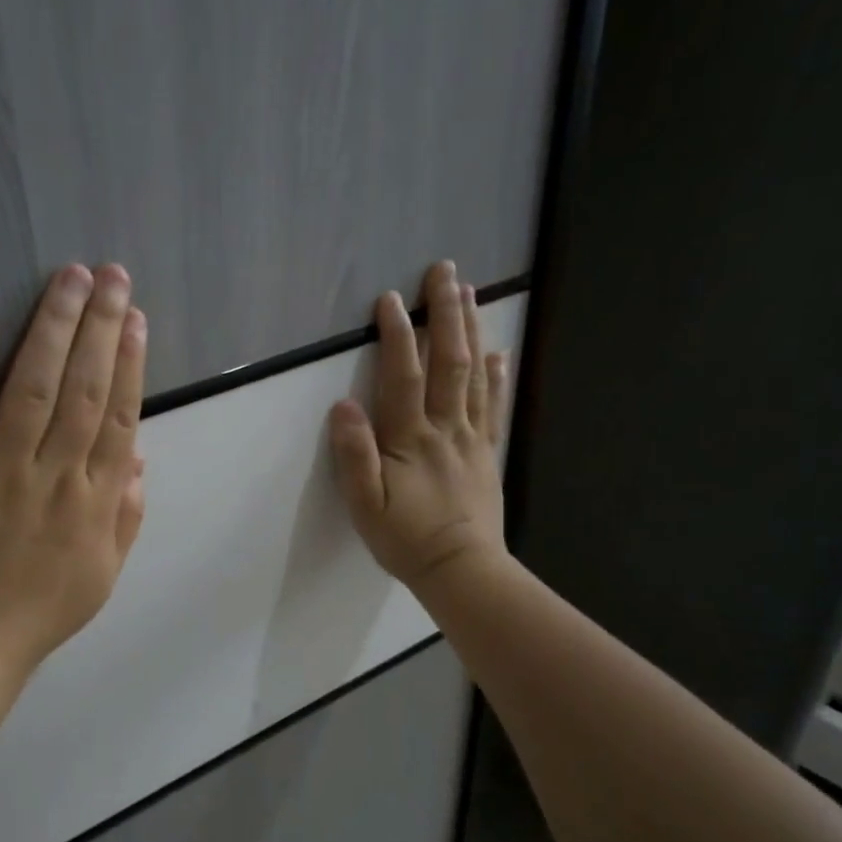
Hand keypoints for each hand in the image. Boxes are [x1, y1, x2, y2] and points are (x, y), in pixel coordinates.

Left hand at [0, 263, 147, 678]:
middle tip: (110, 274)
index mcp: (96, 500)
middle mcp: (56, 475)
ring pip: (31, 386)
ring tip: (68, 278)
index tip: (136, 318)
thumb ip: (126, 516)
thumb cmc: (36, 613)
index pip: (120, 416)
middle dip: (101, 326)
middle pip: (84, 388)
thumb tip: (139, 456)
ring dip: (52, 327)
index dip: (131, 363)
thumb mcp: (103, 575)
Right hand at [328, 260, 508, 594]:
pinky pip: (493, 406)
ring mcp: (471, 438)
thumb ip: (354, 455)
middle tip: (445, 271)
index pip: (402, 376)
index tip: (391, 299)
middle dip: (445, 314)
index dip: (397, 335)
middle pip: (447, 361)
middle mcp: (444, 427)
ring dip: (471, 331)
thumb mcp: (365, 504)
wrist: (461, 569)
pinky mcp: (487, 452)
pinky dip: (496, 376)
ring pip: (473, 375)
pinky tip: (498, 352)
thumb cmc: (406, 539)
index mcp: (410, 438)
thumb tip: (343, 406)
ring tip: (470, 293)